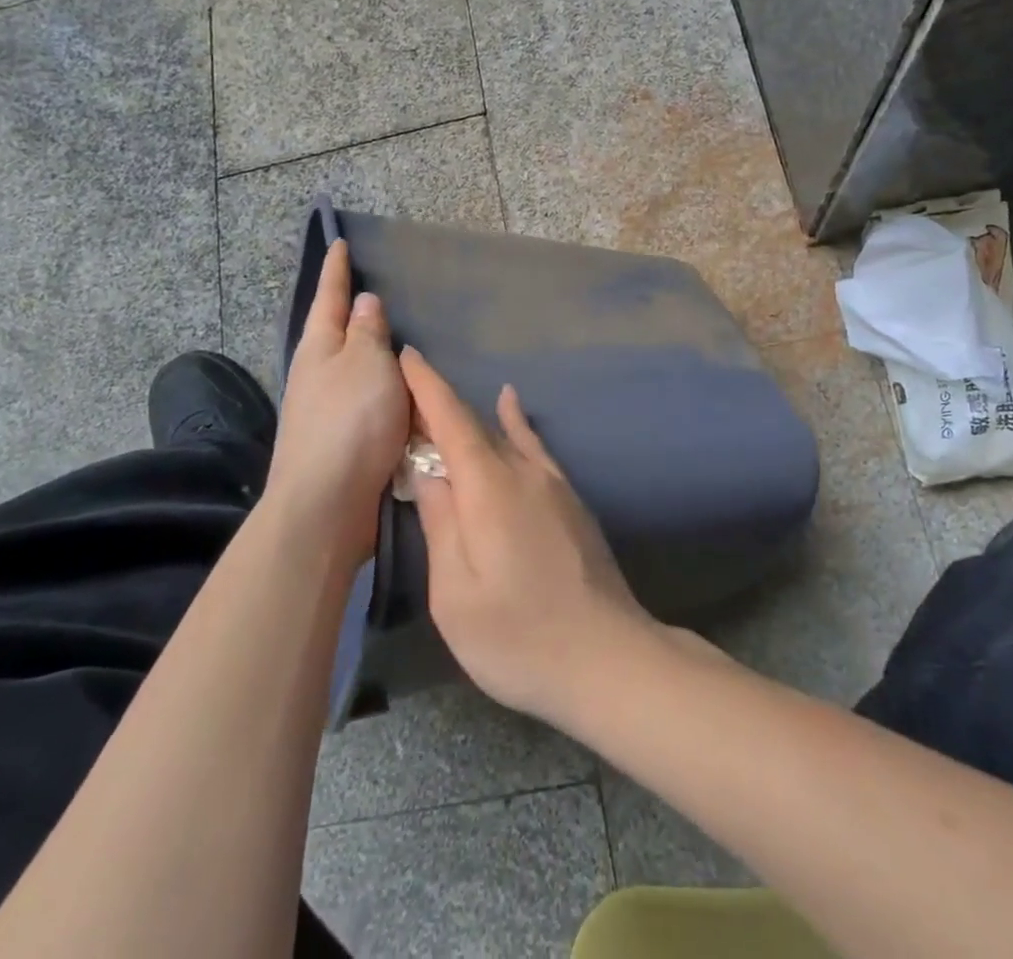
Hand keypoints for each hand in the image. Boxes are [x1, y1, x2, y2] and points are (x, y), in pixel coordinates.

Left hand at [266, 239, 408, 572]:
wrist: (327, 504)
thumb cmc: (350, 422)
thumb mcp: (367, 364)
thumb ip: (369, 332)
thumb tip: (364, 303)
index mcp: (320, 349)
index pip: (331, 298)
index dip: (336, 271)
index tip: (339, 244)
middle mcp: (317, 376)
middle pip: (337, 334)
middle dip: (353, 314)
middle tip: (379, 291)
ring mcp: (327, 411)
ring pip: (355, 372)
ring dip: (373, 357)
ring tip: (400, 342)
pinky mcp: (343, 443)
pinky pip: (370, 405)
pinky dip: (386, 394)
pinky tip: (405, 395)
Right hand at [399, 347, 655, 726]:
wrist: (608, 657)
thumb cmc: (519, 636)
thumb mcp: (455, 594)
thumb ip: (440, 524)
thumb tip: (428, 472)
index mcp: (490, 487)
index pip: (452, 420)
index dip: (427, 386)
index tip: (406, 354)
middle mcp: (523, 471)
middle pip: (475, 424)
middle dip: (439, 405)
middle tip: (405, 393)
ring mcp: (553, 483)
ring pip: (504, 434)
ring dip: (470, 416)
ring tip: (442, 400)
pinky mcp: (570, 499)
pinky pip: (533, 447)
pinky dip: (515, 422)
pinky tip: (511, 405)